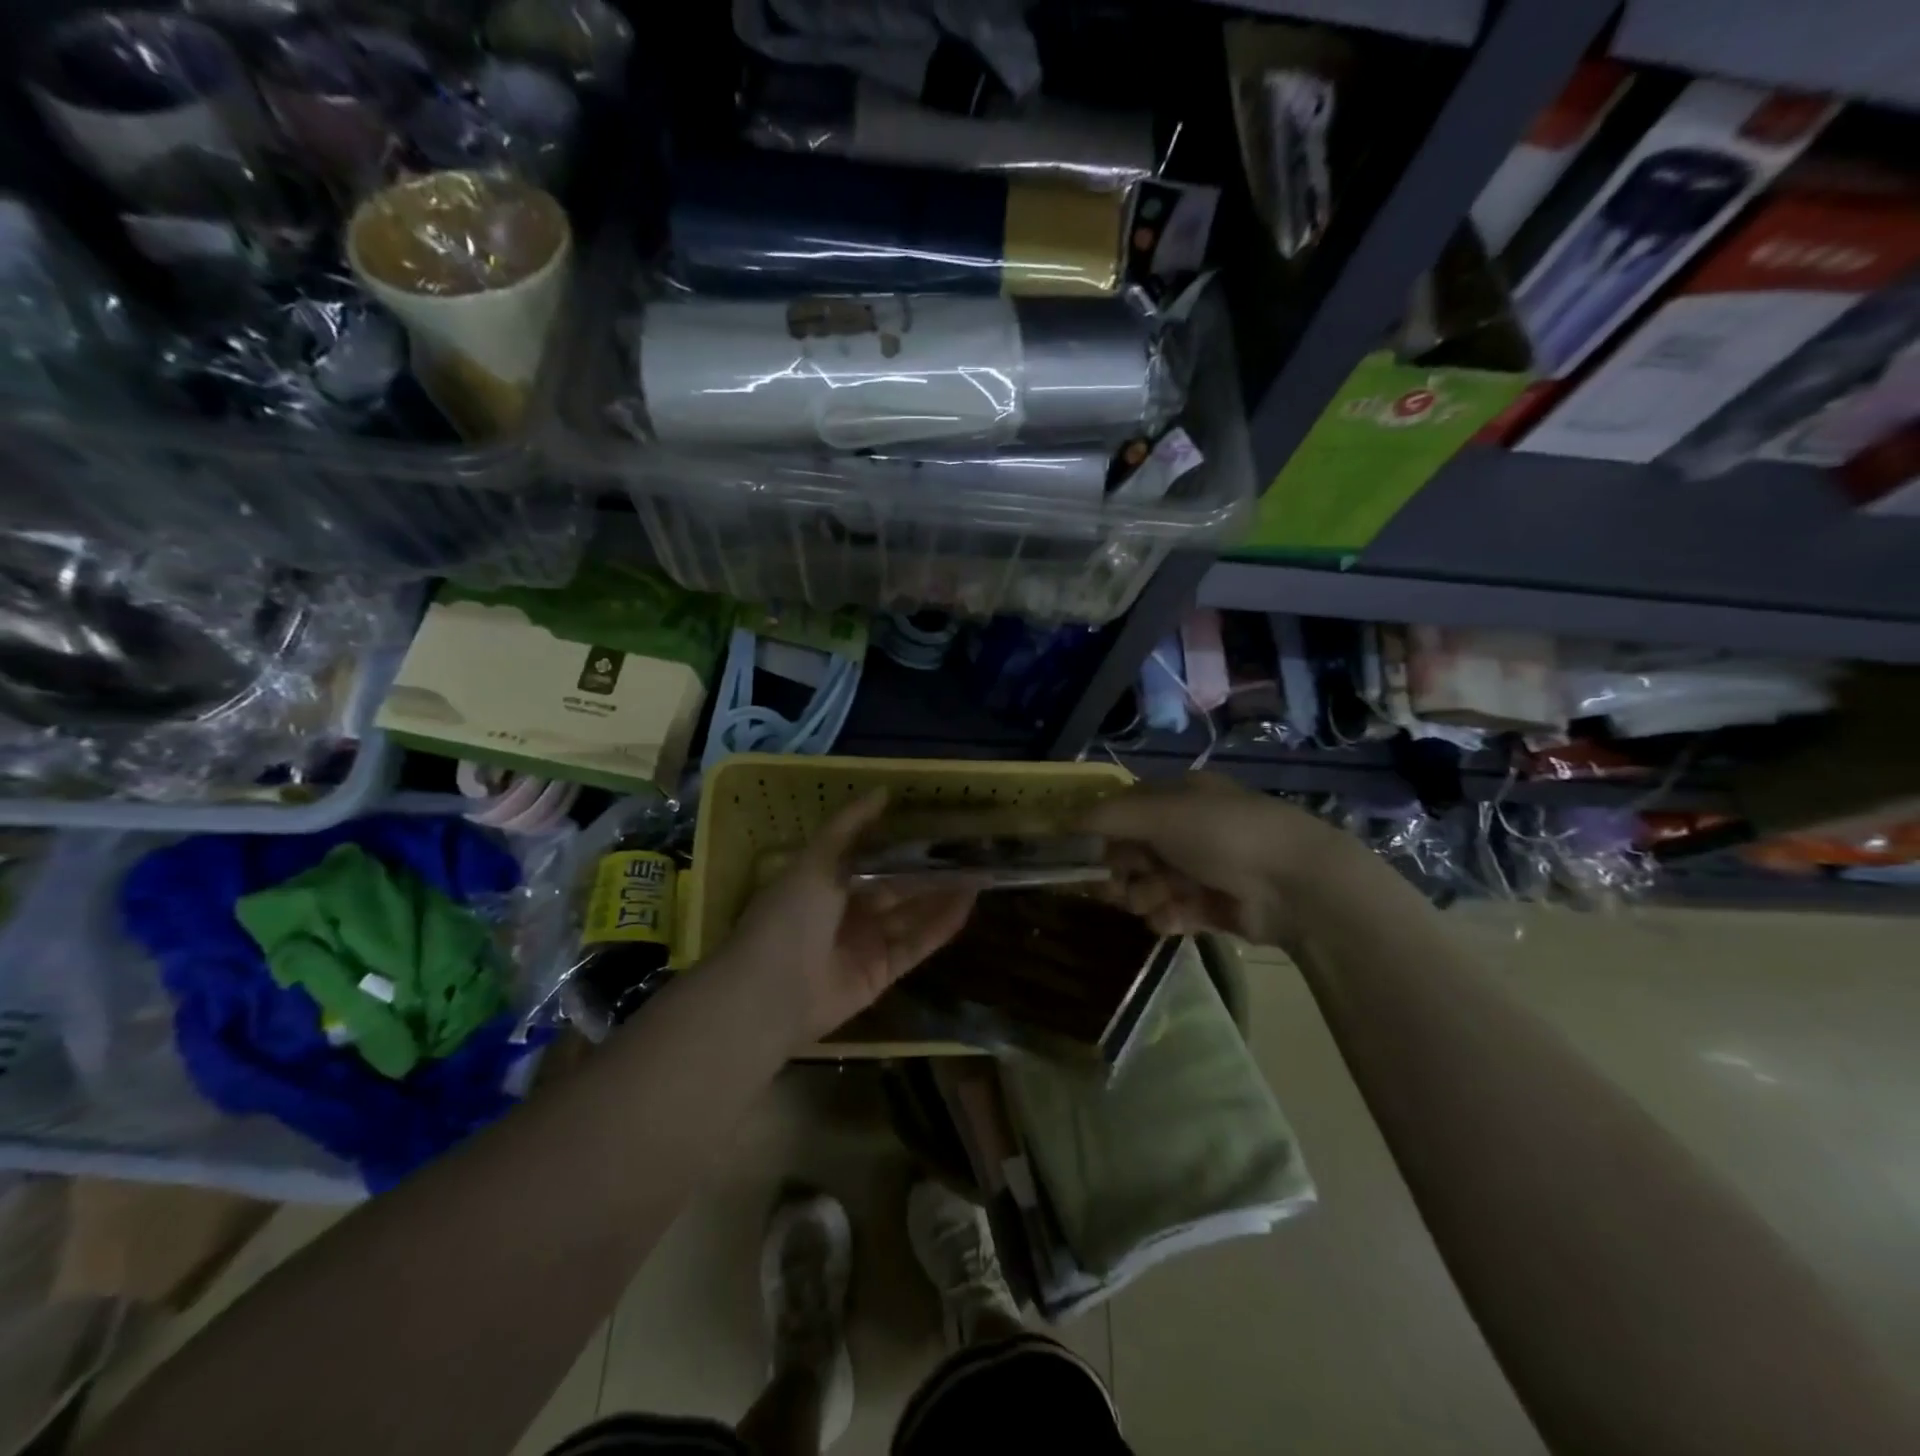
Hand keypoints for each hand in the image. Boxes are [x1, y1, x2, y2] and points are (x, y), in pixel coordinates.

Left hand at [716, 791, 976, 1043]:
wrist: (770, 993)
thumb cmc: (788, 916)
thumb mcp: (816, 860)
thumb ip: (849, 826)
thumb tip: (882, 791)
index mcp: (826, 879)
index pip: (872, 855)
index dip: (902, 840)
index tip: (936, 822)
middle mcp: (848, 909)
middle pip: (897, 883)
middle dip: (929, 867)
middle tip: (969, 847)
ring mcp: (866, 942)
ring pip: (912, 912)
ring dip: (942, 893)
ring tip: (979, 870)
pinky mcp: (883, 971)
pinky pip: (917, 943)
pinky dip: (941, 925)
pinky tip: (967, 901)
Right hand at [1079, 772, 1347, 945]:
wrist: (1295, 884)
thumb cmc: (1221, 833)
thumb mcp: (1159, 812)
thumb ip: (1107, 817)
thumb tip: (1065, 824)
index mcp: (1178, 797)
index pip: (1124, 812)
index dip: (1099, 832)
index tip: (1078, 855)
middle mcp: (1188, 830)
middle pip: (1133, 852)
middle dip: (1118, 870)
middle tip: (1110, 885)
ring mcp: (1203, 870)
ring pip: (1149, 885)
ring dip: (1142, 895)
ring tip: (1152, 901)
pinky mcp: (1215, 907)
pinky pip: (1174, 912)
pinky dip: (1168, 916)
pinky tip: (1171, 918)